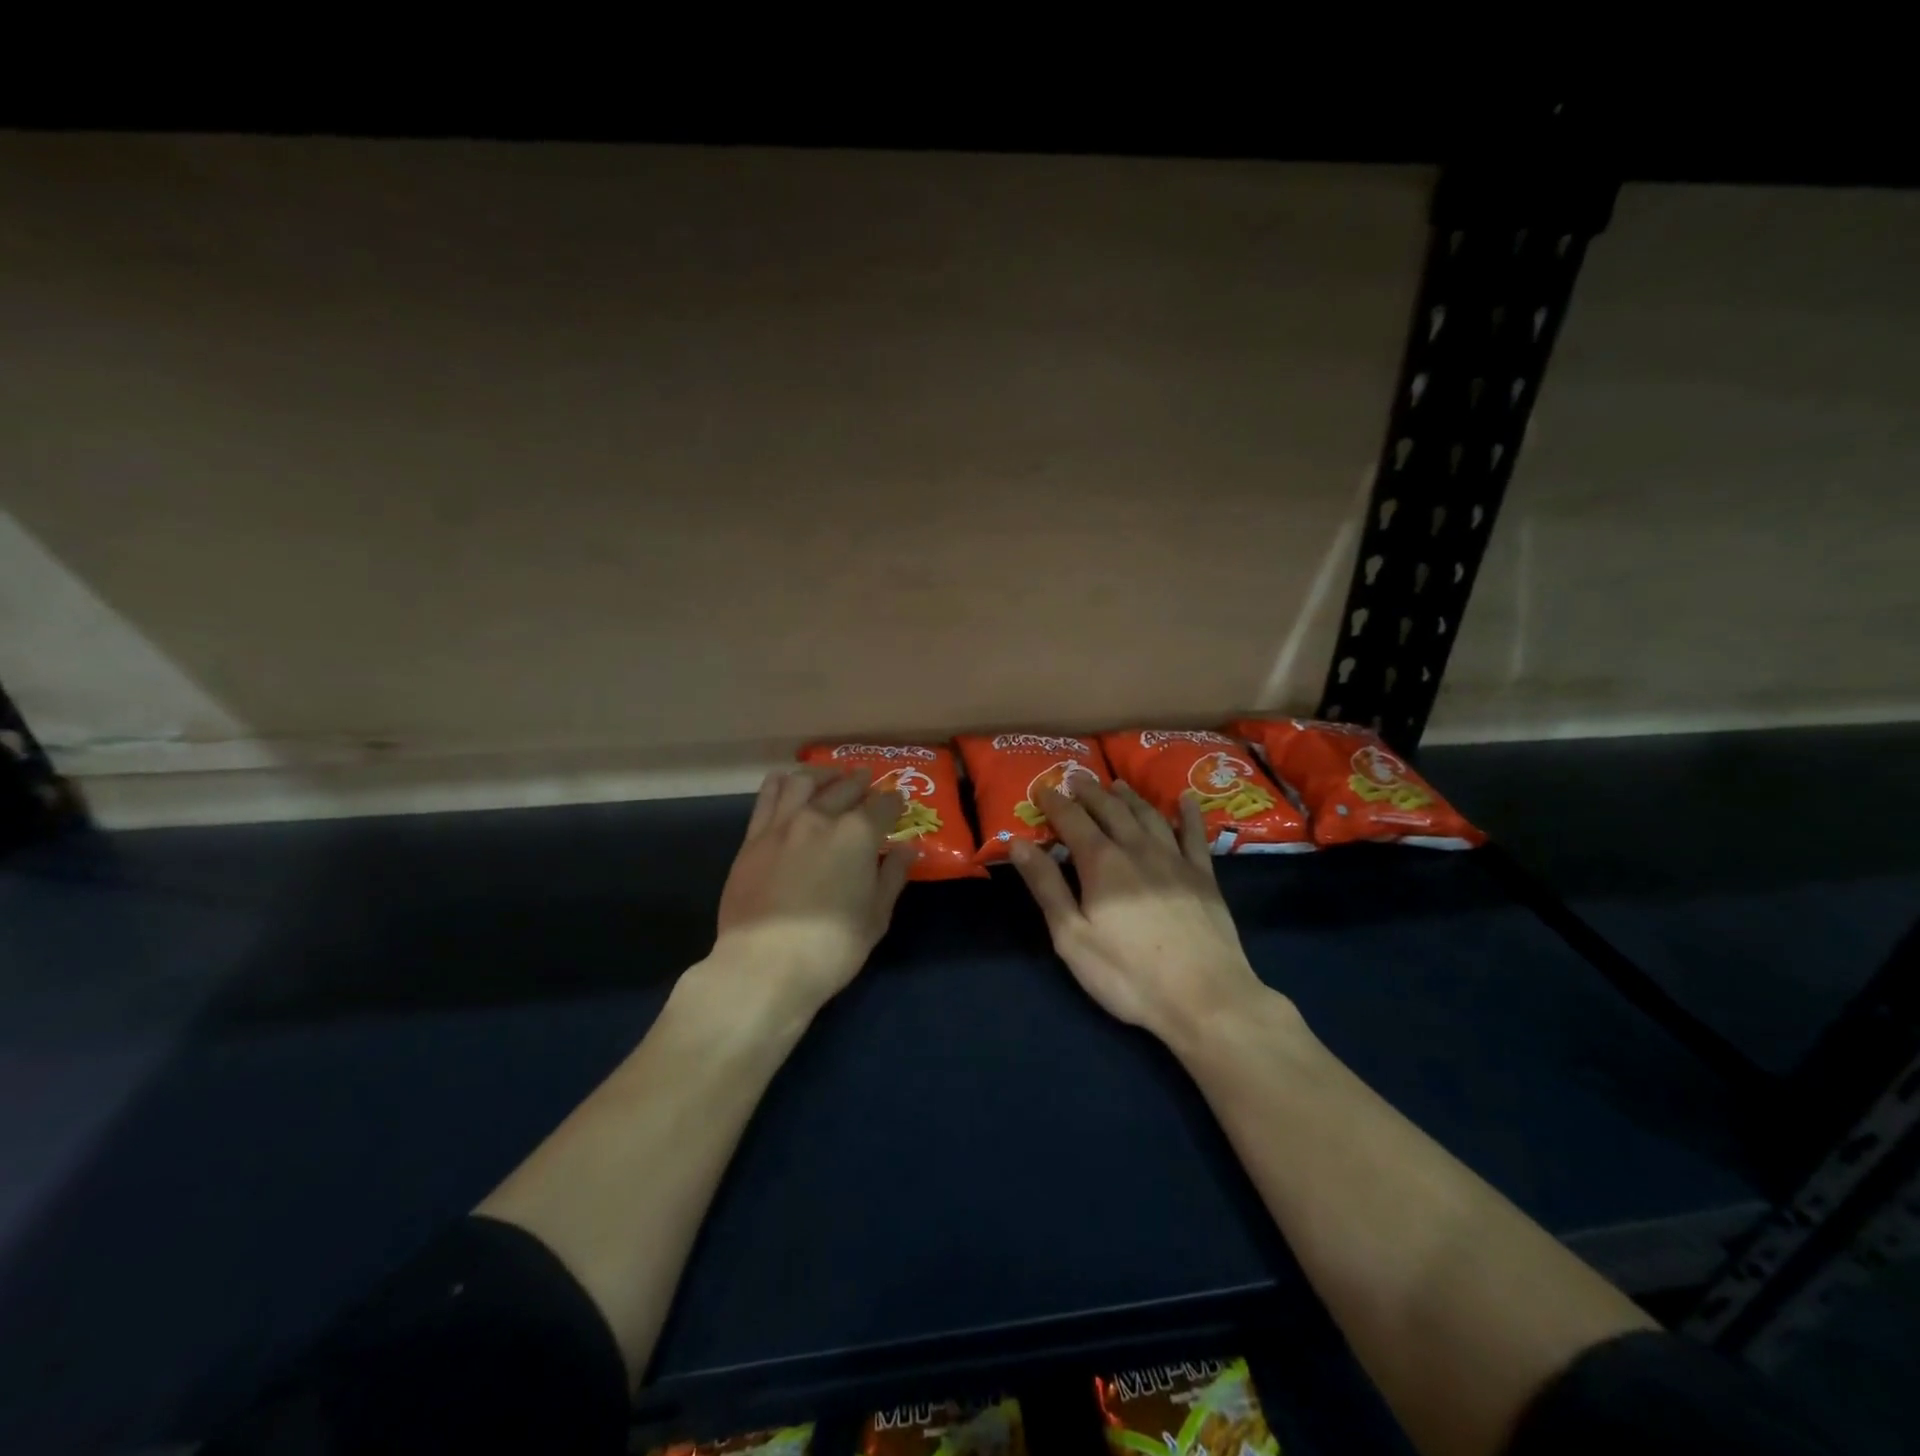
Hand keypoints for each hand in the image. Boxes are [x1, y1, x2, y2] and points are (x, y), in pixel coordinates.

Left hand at [709, 766, 914, 1017]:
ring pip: (803, 782)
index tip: (899, 804)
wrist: (765, 963)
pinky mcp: (752, 839)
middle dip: (860, 782)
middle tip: (867, 781)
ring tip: (829, 777)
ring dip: (822, 775)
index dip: (894, 802)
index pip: (883, 806)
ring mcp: (782, 825)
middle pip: (845, 788)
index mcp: (857, 834)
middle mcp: (820, 817)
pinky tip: (788, 784)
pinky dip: (782, 783)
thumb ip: (892, 876)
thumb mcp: (876, 916)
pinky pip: (767, 797)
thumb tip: (907, 850)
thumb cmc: (832, 945)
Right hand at [1008, 780, 1267, 1045]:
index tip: (1043, 789)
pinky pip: (1194, 835)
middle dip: (1090, 792)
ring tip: (1117, 785)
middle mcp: (1137, 849)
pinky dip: (1187, 814)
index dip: (1056, 803)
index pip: (1072, 820)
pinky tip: (1184, 801)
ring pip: (1148, 815)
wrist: (1205, 997)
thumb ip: (1046, 886)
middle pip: (1111, 809)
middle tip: (1077, 778)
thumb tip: (1018, 843)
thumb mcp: (1072, 937)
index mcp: (1101, 863)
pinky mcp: (1204, 877)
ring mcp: (1175, 860)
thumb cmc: (1128, 974)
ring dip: (1129, 797)